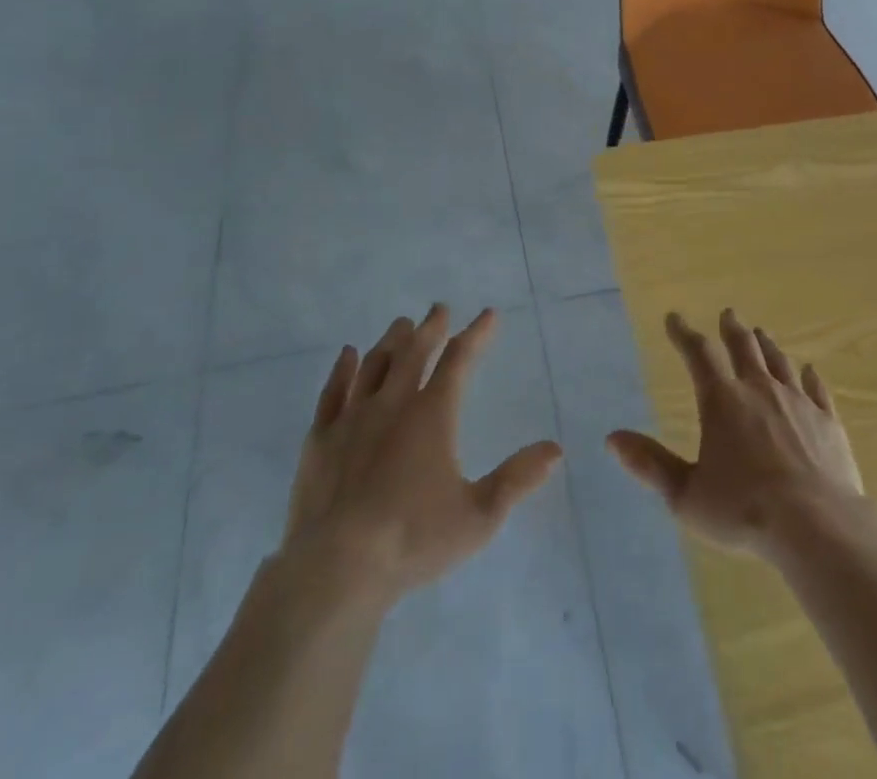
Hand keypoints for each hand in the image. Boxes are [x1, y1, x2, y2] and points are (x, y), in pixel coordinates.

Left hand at [282, 305, 563, 603]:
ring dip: (391, 341)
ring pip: (375, 364)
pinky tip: (347, 355)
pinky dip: (342, 369)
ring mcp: (353, 418)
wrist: (337, 568)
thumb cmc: (413, 539)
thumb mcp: (478, 516)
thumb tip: (555, 449)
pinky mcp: (321, 438)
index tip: (488, 315)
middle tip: (439, 308)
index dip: (476, 335)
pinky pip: (333, 391)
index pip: (459, 361)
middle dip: (430, 327)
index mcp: (432, 414)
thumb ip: (517, 479)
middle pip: (414, 352)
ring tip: (400, 325)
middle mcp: (393, 403)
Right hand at [609, 309, 864, 559]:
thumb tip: (613, 438)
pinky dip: (810, 377)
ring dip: (767, 345)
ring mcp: (797, 402)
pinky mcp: (828, 421)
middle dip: (732, 329)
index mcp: (722, 401)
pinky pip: (817, 389)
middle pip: (744, 347)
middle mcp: (759, 390)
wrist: (817, 526)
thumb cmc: (744, 511)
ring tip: (761, 333)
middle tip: (728, 313)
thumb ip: (651, 464)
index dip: (684, 334)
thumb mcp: (686, 495)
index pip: (699, 354)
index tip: (674, 318)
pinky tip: (809, 370)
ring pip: (779, 362)